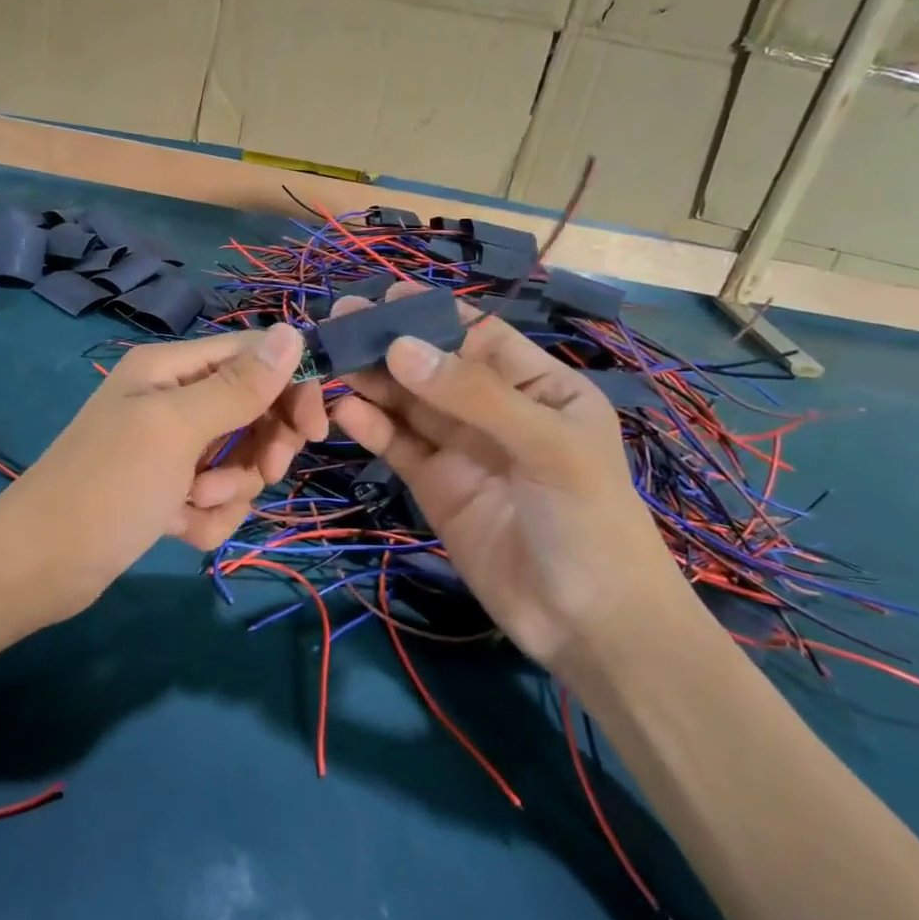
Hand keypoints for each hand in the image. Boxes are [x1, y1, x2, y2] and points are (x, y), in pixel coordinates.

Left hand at [0, 325, 326, 621]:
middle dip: (261, 446)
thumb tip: (294, 332)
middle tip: (262, 472)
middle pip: (254, 409)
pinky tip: (179, 530)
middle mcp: (173, 400)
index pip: (254, 356)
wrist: (38, 567)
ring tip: (193, 504)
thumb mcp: (176, 429)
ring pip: (240, 459)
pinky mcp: (168, 491)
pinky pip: (217, 496)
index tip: (315, 430)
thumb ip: (238, 385)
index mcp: (171, 368)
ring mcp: (171, 448)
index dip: (291, 386)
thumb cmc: (107, 485)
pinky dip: (208, 516)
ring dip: (230, 488)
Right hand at [329, 283, 689, 669]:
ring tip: (329, 359)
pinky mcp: (434, 485)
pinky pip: (398, 446)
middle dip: (390, 343)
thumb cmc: (588, 521)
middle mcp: (495, 411)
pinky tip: (344, 411)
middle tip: (339, 320)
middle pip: (433, 366)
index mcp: (538, 387)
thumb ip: (473, 395)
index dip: (433, 315)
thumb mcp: (547, 447)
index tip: (384, 296)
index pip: (478, 337)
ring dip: (371, 381)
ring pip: (408, 404)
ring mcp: (462, 449)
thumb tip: (400, 347)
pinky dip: (371, 427)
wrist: (588, 624)